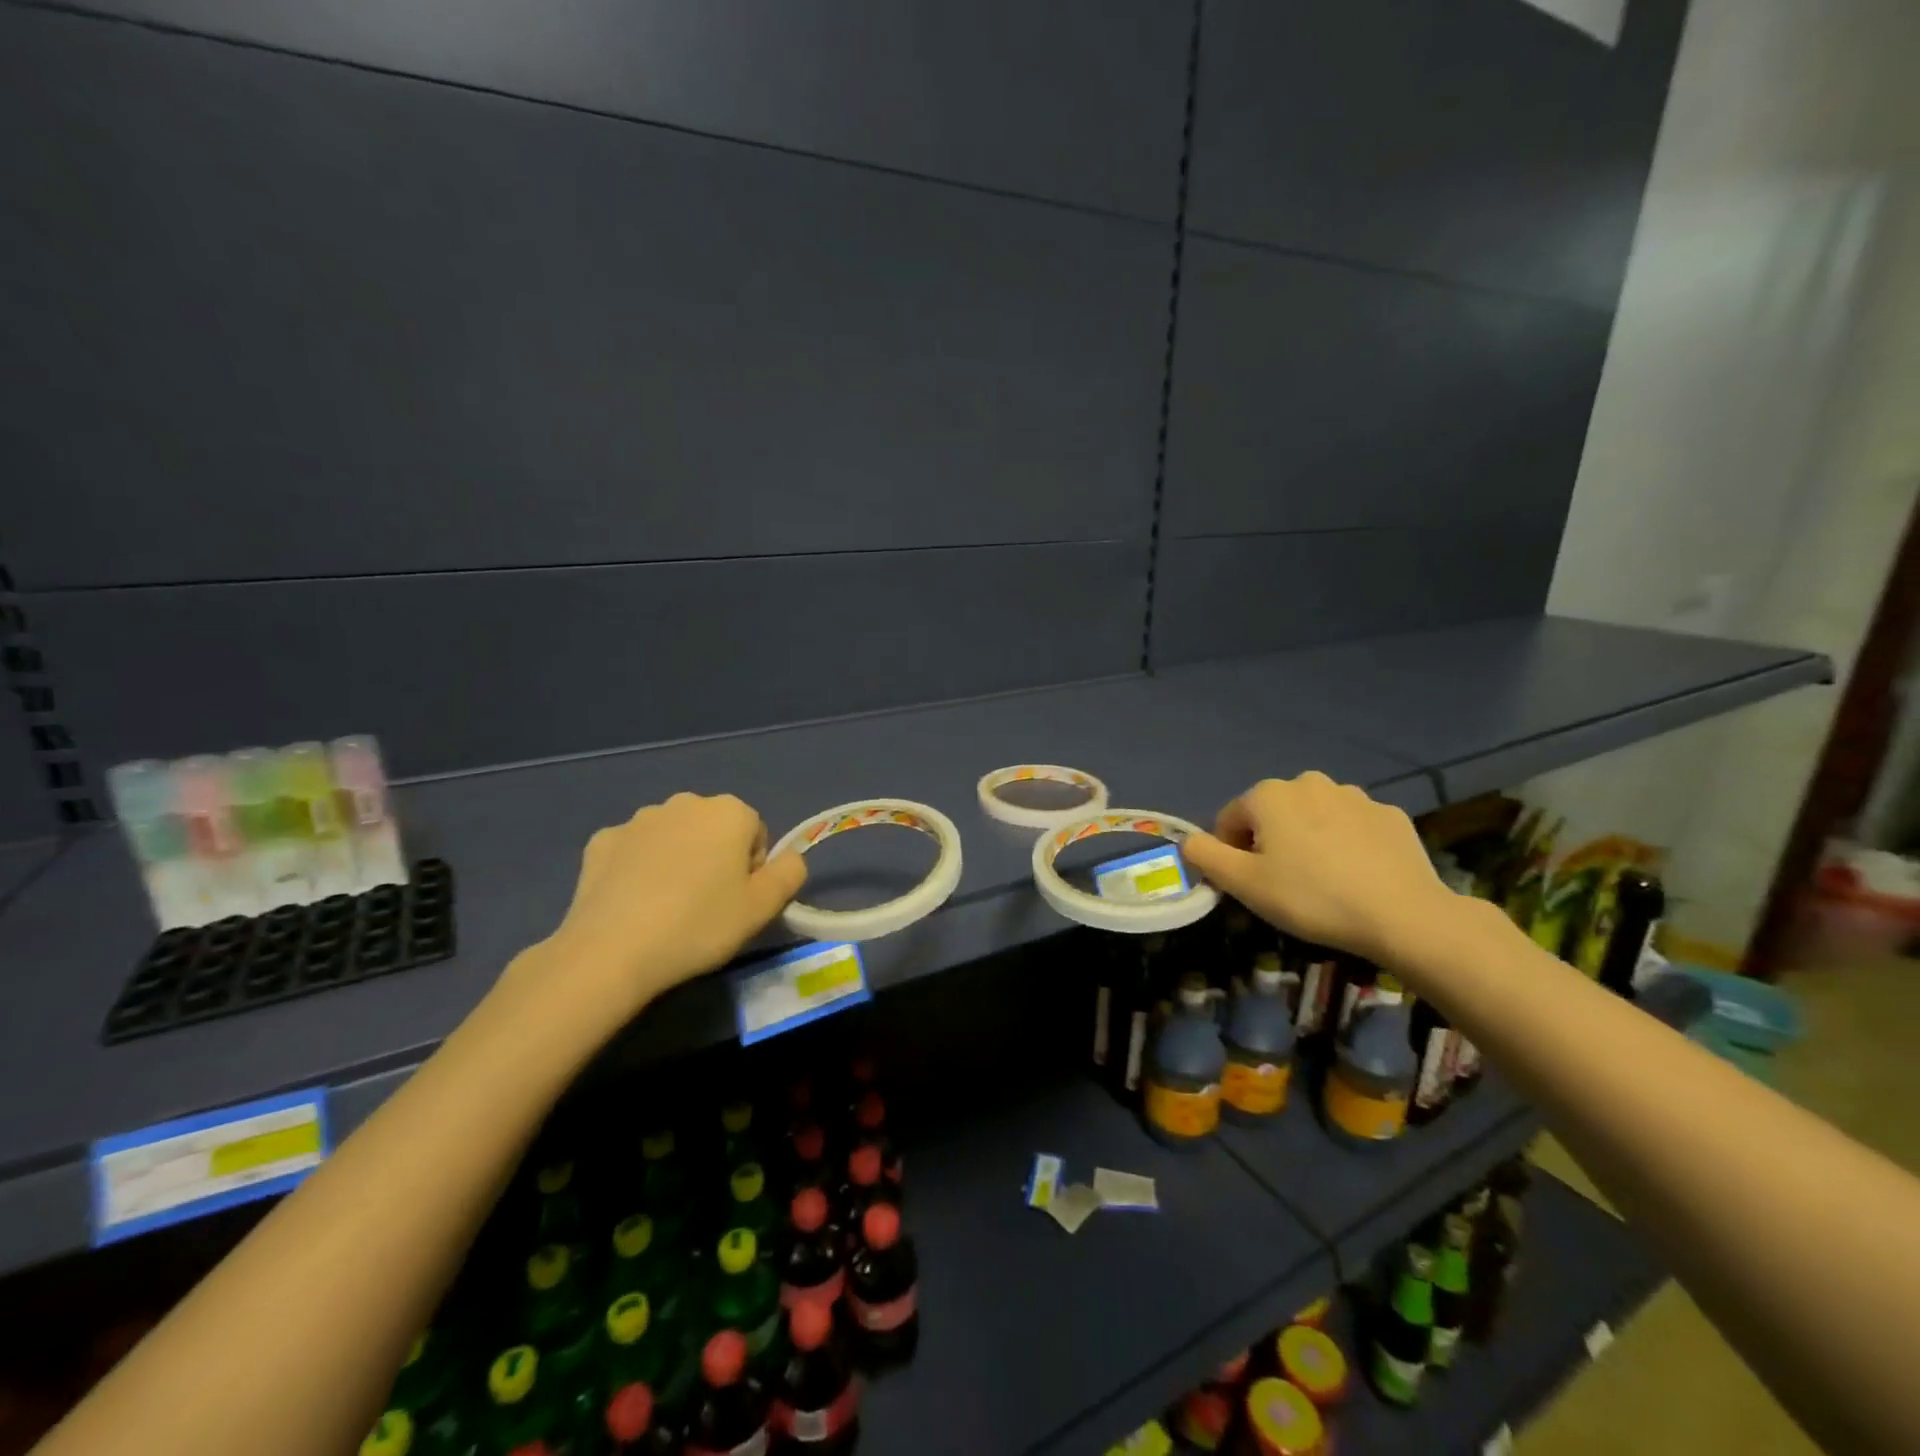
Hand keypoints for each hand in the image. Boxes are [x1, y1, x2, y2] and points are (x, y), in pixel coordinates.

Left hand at [508, 793, 807, 1020]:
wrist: (612, 951)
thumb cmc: (700, 924)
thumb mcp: (763, 907)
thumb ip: (790, 873)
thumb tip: (788, 858)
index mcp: (729, 811)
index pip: (755, 833)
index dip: (751, 869)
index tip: (737, 901)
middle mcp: (684, 803)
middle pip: (713, 830)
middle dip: (714, 858)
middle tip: (705, 906)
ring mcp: (638, 819)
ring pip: (673, 837)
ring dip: (677, 860)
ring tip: (667, 908)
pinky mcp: (601, 841)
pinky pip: (633, 851)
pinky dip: (638, 869)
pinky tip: (633, 904)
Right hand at [1180, 773, 1454, 963]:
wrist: (1403, 915)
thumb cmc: (1311, 897)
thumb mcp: (1244, 884)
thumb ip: (1205, 856)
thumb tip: (1188, 841)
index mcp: (1268, 795)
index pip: (1230, 820)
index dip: (1231, 853)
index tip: (1248, 885)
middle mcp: (1308, 782)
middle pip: (1272, 814)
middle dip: (1270, 843)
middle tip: (1284, 885)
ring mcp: (1355, 796)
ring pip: (1313, 817)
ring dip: (1308, 840)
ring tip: (1323, 881)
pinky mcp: (1390, 815)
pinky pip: (1352, 827)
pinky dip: (1346, 844)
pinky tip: (1356, 876)